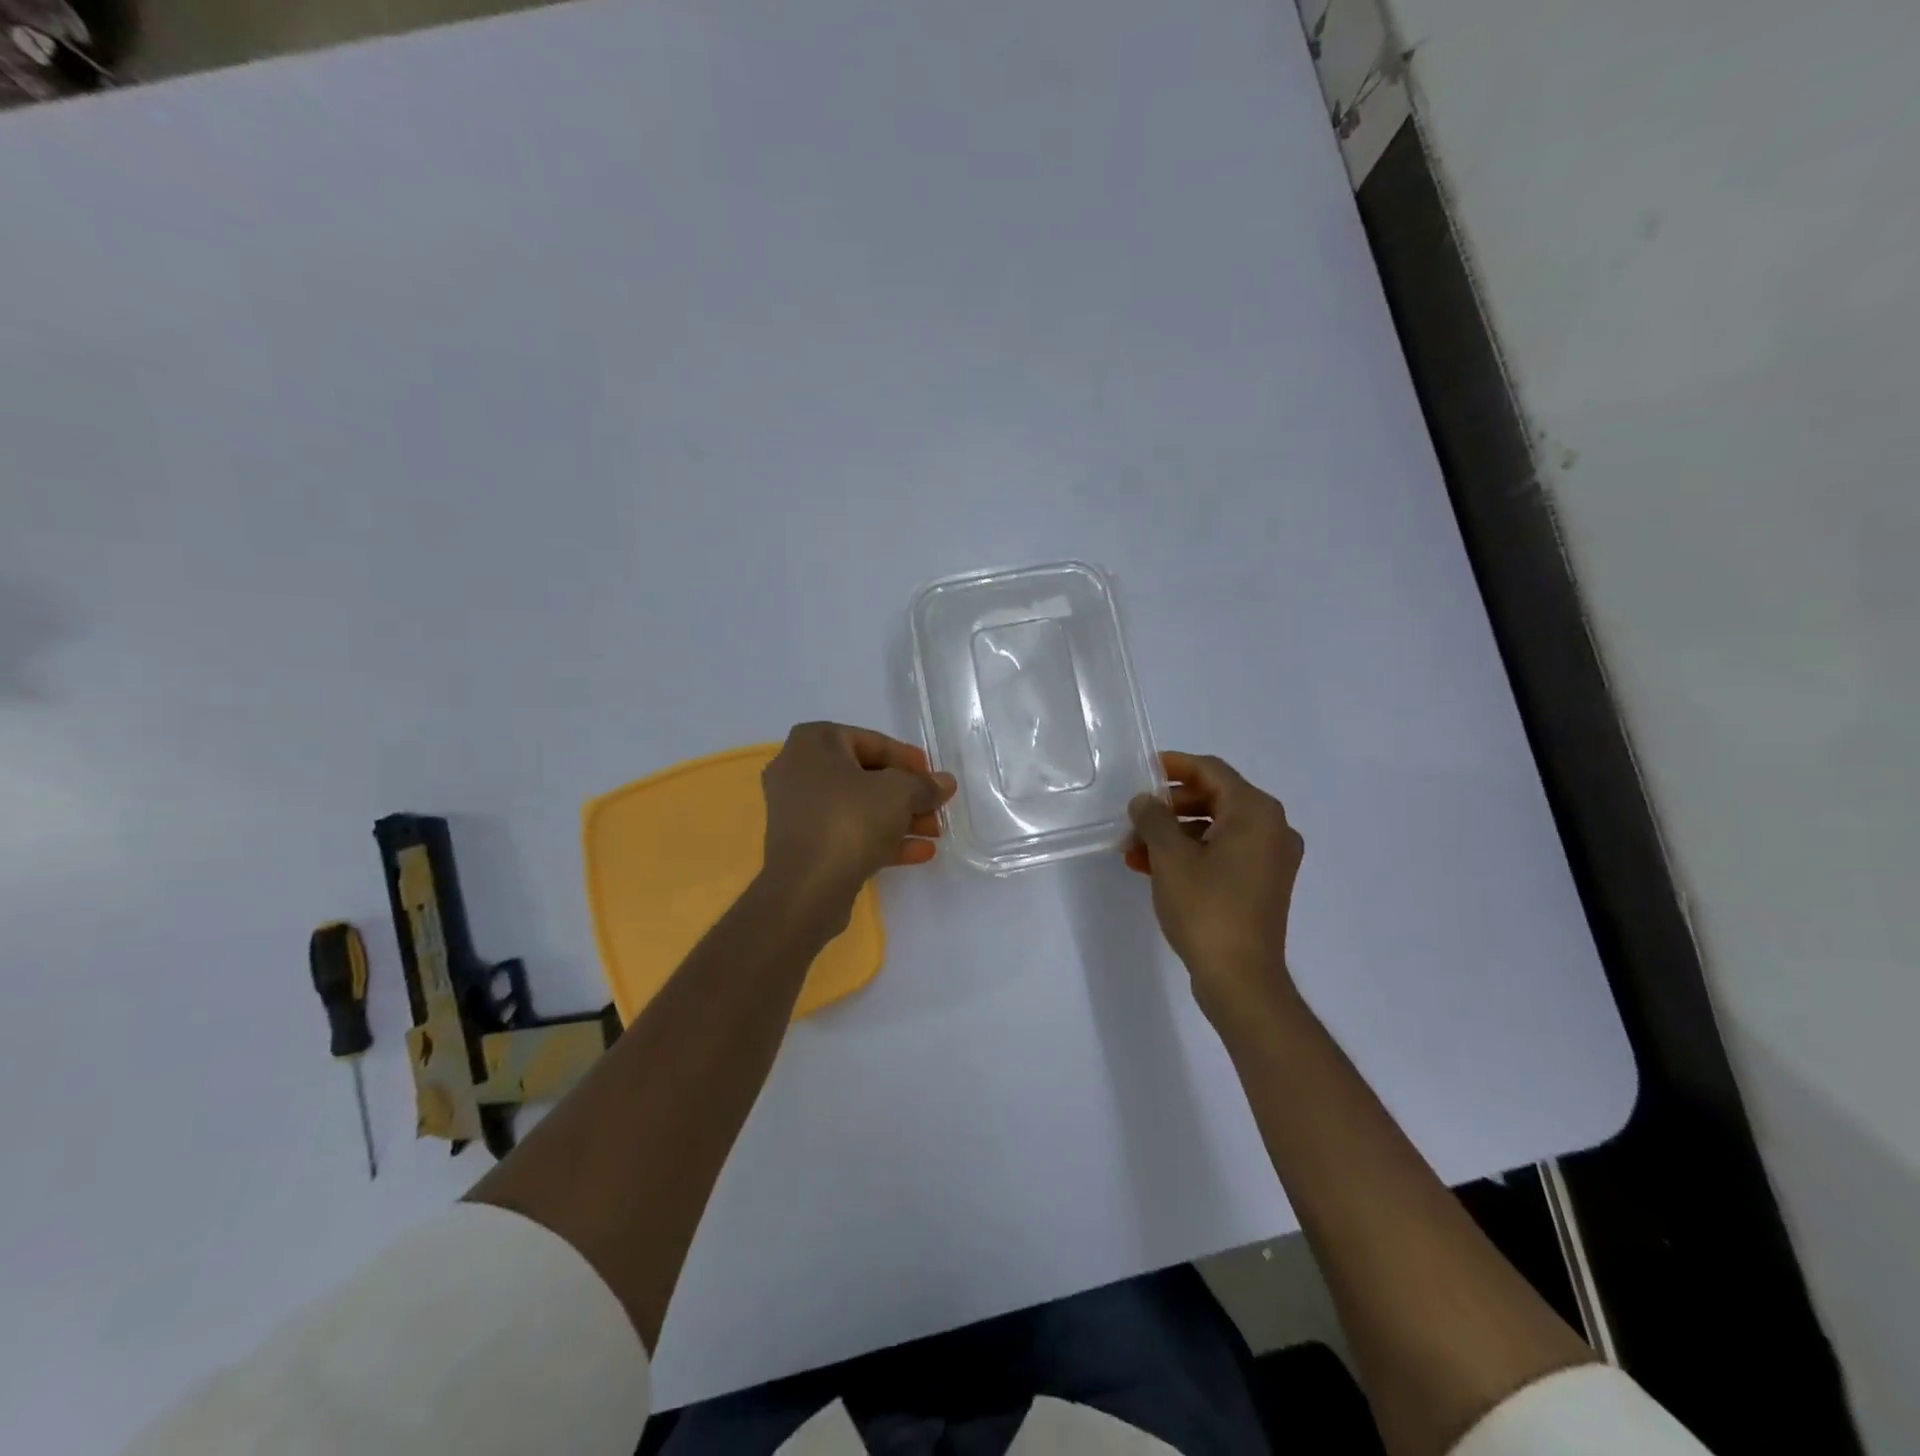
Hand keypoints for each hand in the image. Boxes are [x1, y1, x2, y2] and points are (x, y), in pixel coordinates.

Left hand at [760, 722, 956, 921]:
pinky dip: (881, 839)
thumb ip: (924, 784)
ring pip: (858, 808)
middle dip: (906, 794)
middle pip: (865, 776)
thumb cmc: (850, 820)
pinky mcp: (804, 846)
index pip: (871, 742)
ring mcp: (798, 811)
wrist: (806, 888)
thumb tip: (945, 783)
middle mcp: (798, 770)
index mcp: (813, 743)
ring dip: (899, 819)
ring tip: (935, 832)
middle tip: (936, 808)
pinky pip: (848, 833)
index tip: (933, 777)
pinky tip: (920, 852)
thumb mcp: (899, 793)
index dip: (908, 760)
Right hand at [1125, 752, 1304, 1028]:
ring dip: (1174, 834)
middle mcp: (1272, 828)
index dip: (1174, 766)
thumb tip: (1144, 801)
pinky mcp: (1262, 884)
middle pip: (1214, 798)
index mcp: (1256, 812)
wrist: (1240, 979)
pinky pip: (1223, 853)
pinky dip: (1191, 854)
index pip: (1211, 771)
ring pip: (1215, 829)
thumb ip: (1154, 818)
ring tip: (1134, 848)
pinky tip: (1153, 867)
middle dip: (1169, 807)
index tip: (1142, 770)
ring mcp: (1270, 858)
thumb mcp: (1170, 858)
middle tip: (1135, 816)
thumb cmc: (1206, 909)